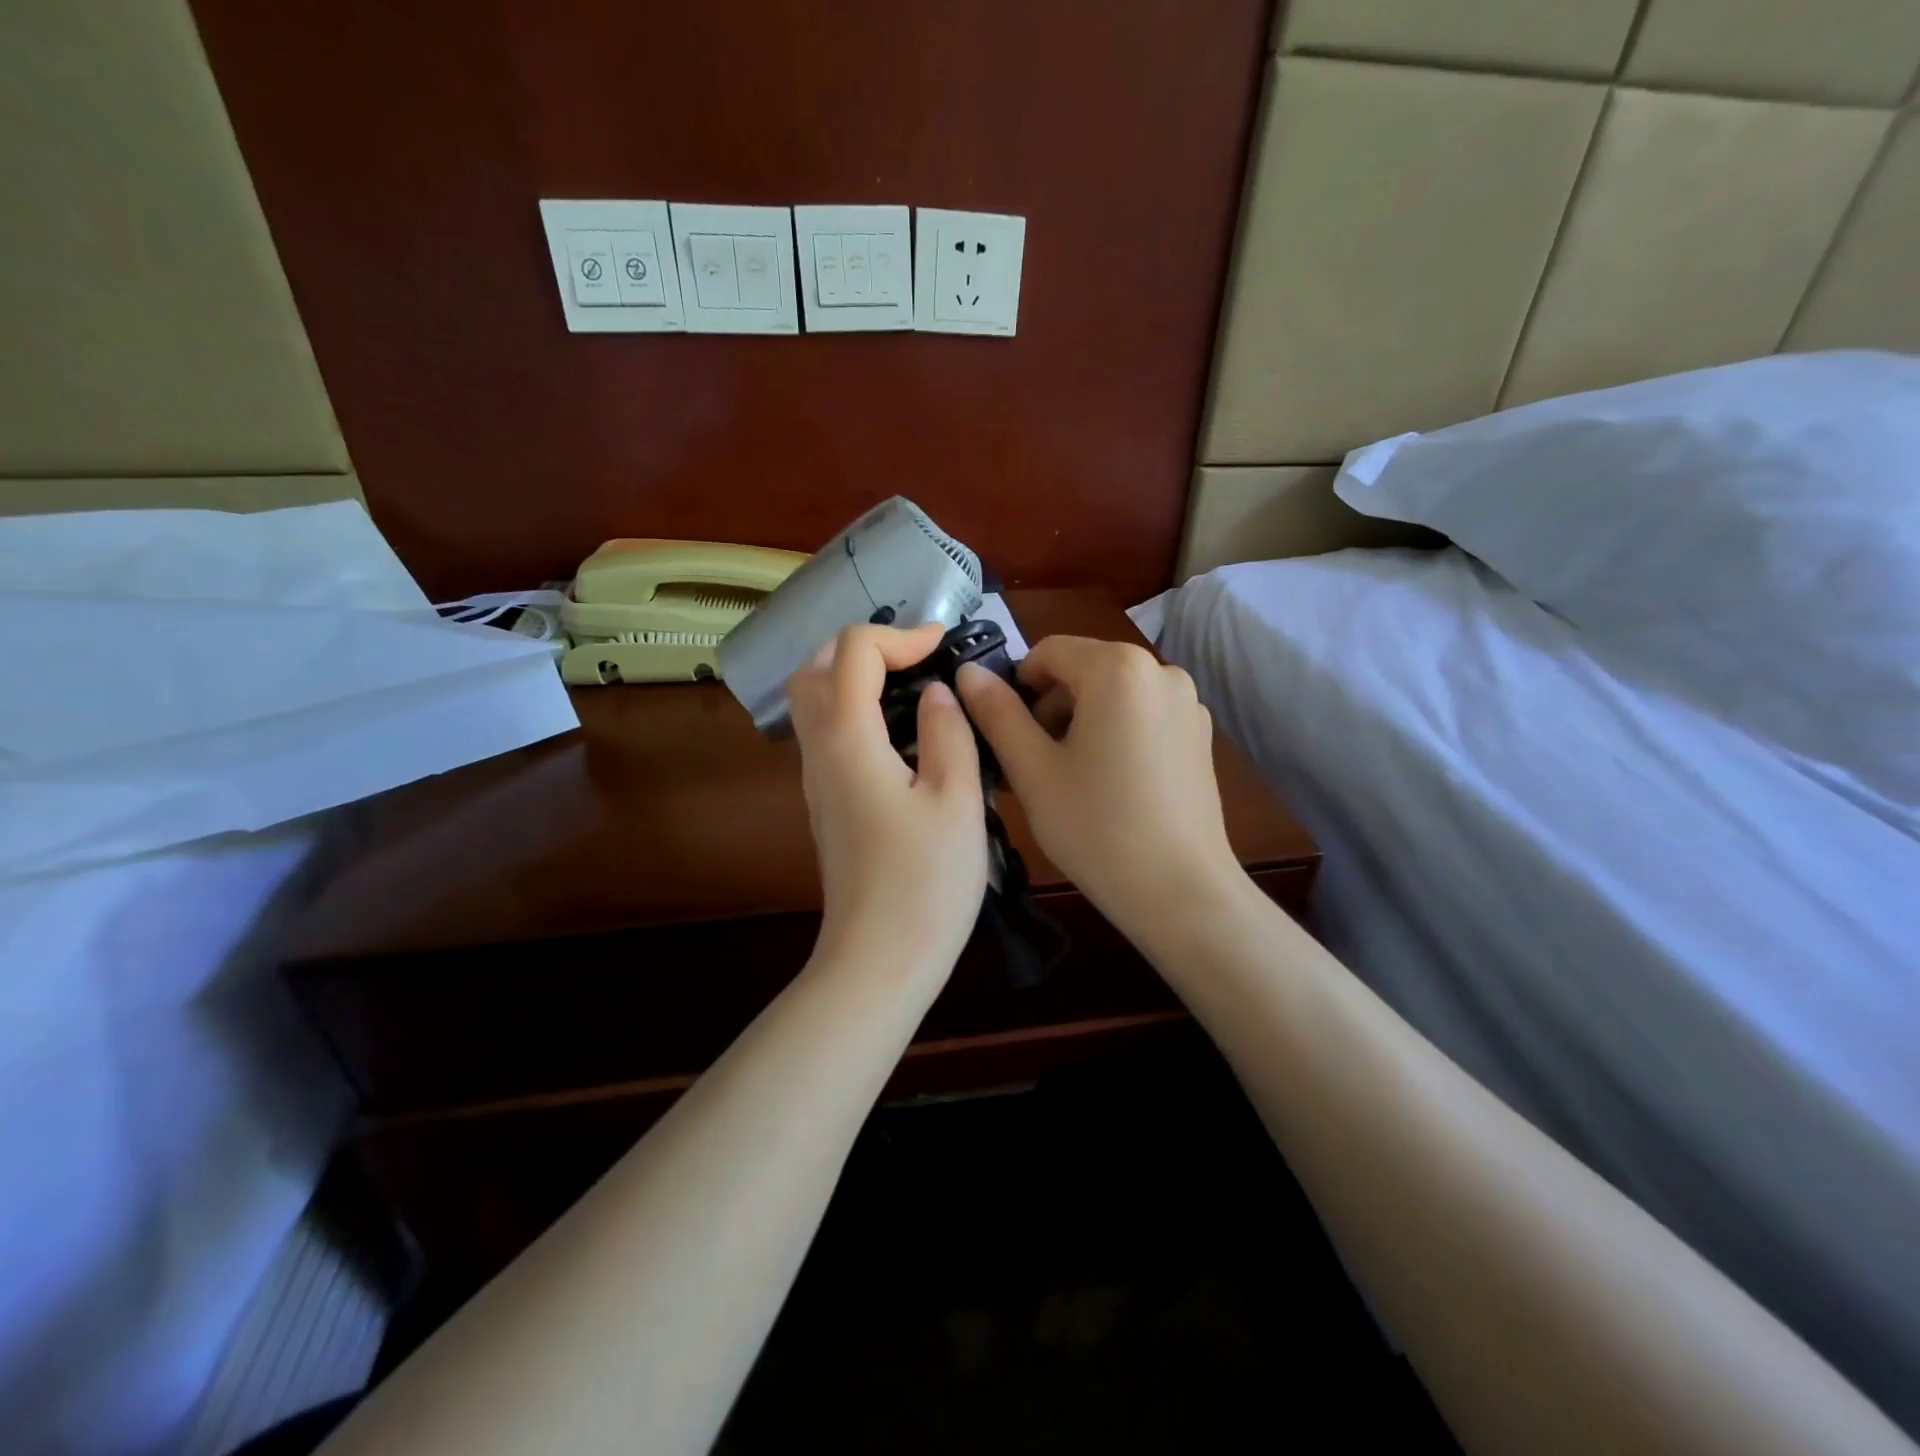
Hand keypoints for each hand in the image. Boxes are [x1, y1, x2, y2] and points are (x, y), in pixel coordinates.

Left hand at [787, 623, 987, 974]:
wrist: (879, 959)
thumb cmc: (925, 882)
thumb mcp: (956, 799)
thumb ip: (948, 732)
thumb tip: (937, 693)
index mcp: (849, 738)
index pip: (854, 650)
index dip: (902, 635)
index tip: (946, 646)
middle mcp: (820, 750)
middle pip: (816, 668)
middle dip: (865, 647)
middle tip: (918, 657)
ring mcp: (817, 780)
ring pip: (815, 702)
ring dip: (856, 676)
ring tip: (913, 686)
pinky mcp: (827, 803)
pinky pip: (828, 734)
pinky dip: (857, 710)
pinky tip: (903, 734)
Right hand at [956, 636, 1239, 939]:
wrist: (1181, 892)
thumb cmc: (1096, 828)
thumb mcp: (1032, 770)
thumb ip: (996, 713)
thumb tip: (967, 672)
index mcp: (1118, 668)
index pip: (1048, 652)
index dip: (1016, 686)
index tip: (1004, 734)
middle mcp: (1161, 670)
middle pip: (1084, 669)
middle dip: (1049, 706)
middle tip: (1031, 763)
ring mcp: (1188, 703)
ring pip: (1113, 694)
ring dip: (1080, 721)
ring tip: (1068, 778)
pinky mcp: (1200, 735)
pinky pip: (1142, 715)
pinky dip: (1115, 733)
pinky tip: (1109, 785)